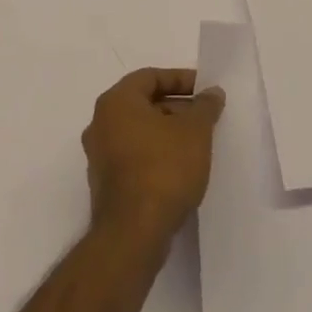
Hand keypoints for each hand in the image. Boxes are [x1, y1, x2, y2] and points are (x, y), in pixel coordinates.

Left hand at [82, 67, 225, 247]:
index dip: (181, 79)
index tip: (204, 91)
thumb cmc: (164, 169)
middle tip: (205, 117)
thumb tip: (211, 93)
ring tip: (198, 143)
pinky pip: (134, 156)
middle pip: (144, 104)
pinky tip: (181, 168)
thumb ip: (205, 106)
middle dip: (177, 107)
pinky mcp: (105, 185)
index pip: (151, 77)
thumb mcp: (195, 130)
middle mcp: (100, 124)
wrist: (133, 235)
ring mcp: (99, 157)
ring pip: (139, 132)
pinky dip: (156, 154)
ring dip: (168, 132)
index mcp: (116, 102)